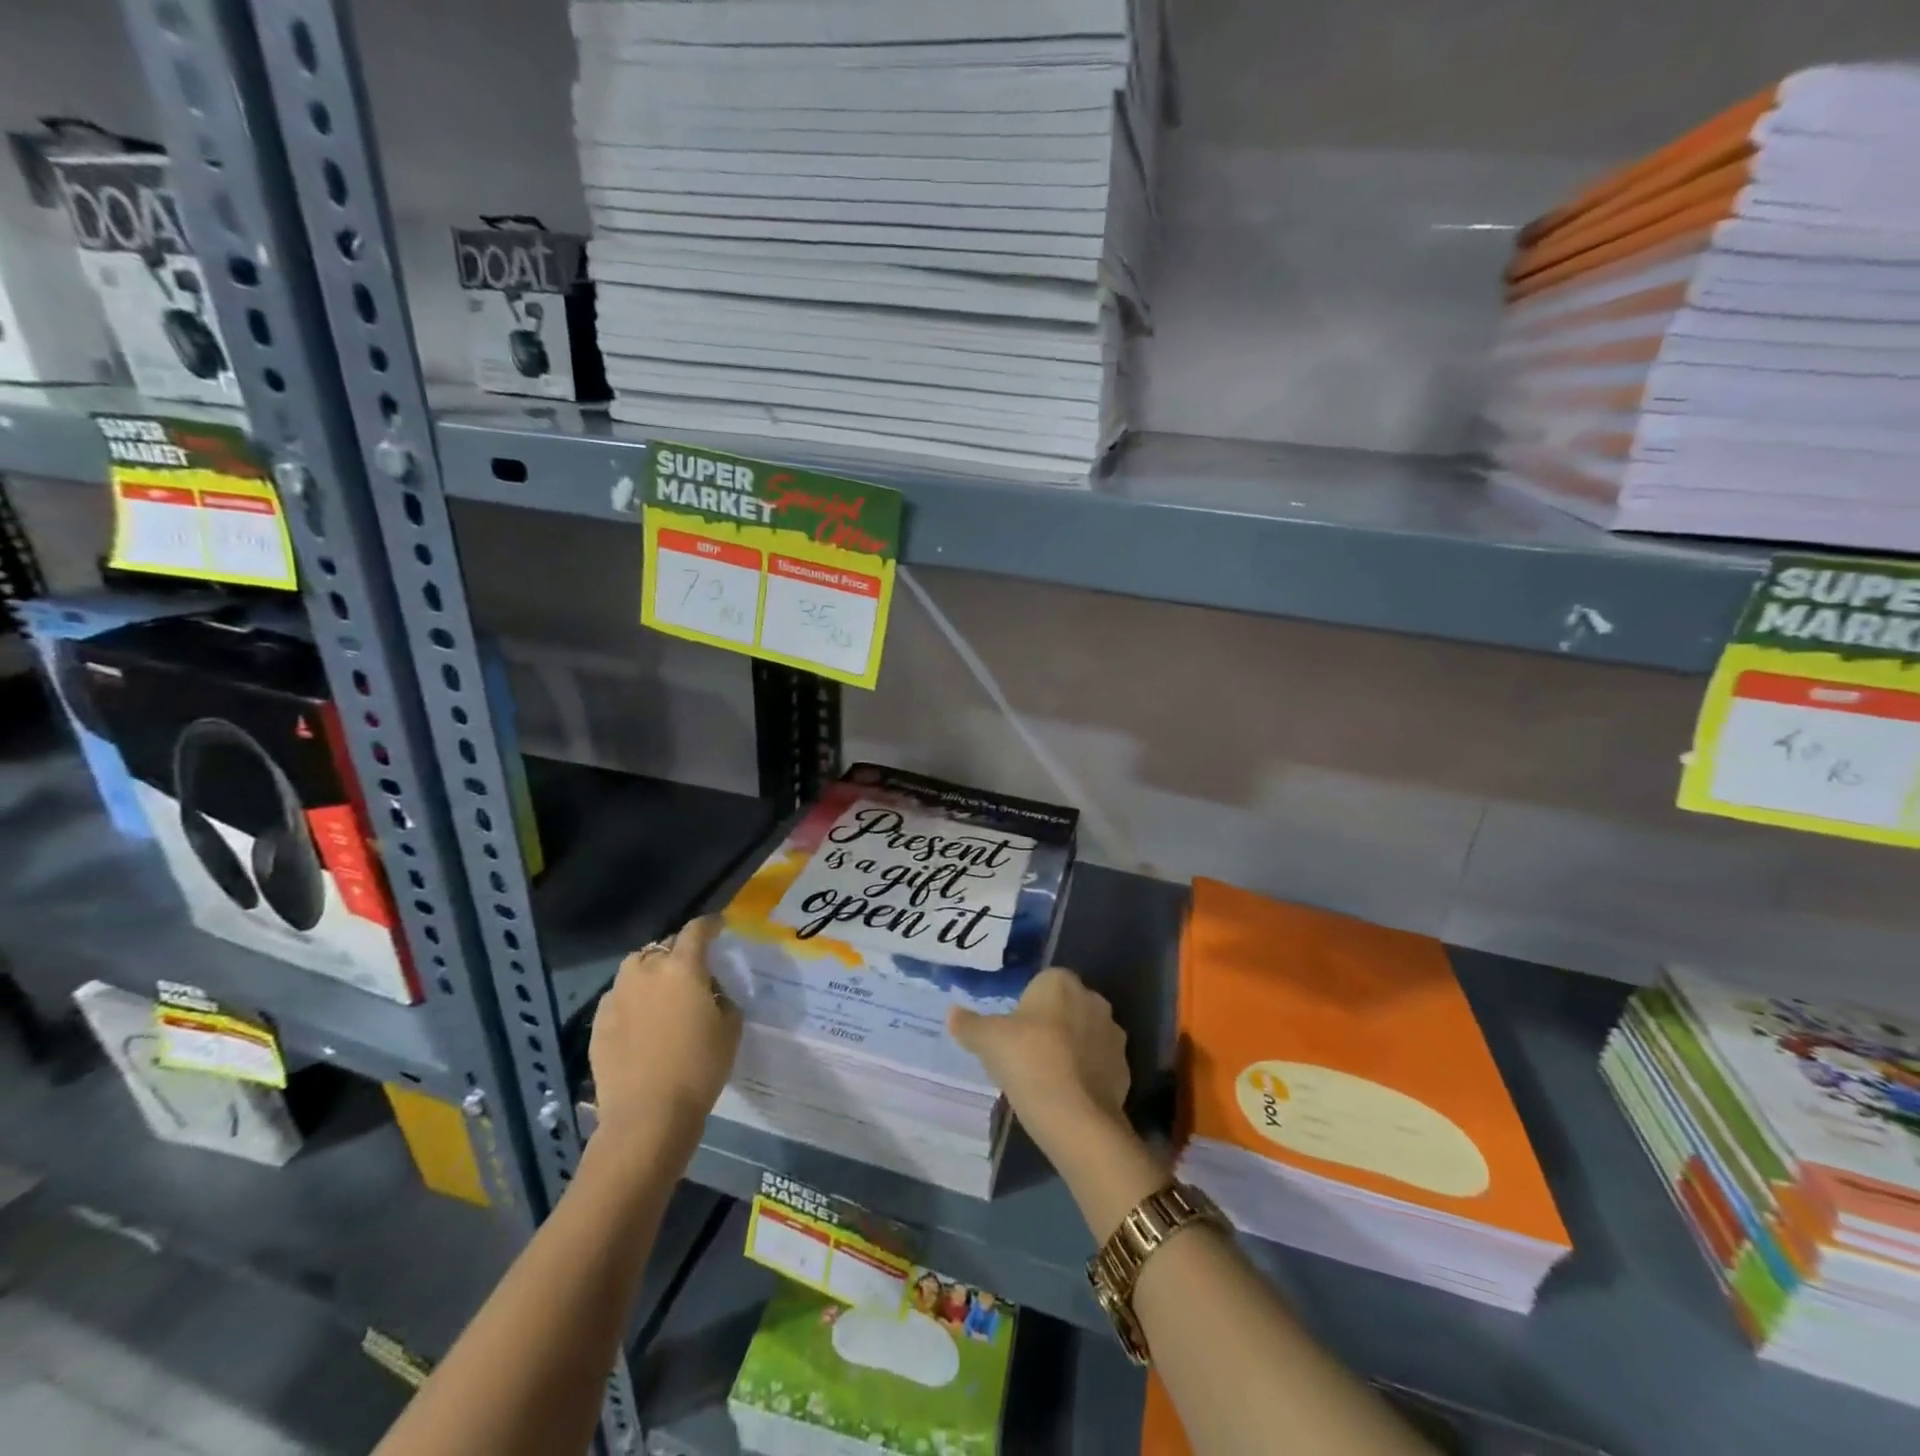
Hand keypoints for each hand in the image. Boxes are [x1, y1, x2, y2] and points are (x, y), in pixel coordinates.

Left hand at [590, 915, 740, 1141]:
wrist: (646, 1116)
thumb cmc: (699, 1068)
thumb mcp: (730, 1029)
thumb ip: (723, 999)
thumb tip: (711, 992)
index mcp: (682, 967)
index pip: (696, 930)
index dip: (710, 925)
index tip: (718, 927)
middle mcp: (646, 971)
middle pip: (663, 946)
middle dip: (679, 952)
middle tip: (692, 971)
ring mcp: (617, 995)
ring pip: (636, 968)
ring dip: (651, 971)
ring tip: (663, 992)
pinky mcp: (598, 1021)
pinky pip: (619, 996)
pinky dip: (632, 998)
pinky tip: (641, 1020)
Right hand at [949, 967, 1129, 1159]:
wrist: (1076, 1117)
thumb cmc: (1028, 1061)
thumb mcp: (987, 1040)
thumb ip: (968, 1024)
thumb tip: (952, 1013)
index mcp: (1061, 982)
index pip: (1041, 983)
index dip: (1025, 1007)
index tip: (1011, 1032)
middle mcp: (1093, 999)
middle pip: (1064, 1007)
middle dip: (1049, 1025)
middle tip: (1025, 1054)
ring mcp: (1113, 1034)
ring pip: (1084, 1035)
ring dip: (1070, 1049)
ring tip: (1045, 1078)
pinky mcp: (1124, 1068)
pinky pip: (1098, 1064)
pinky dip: (1085, 1075)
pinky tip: (1066, 1095)